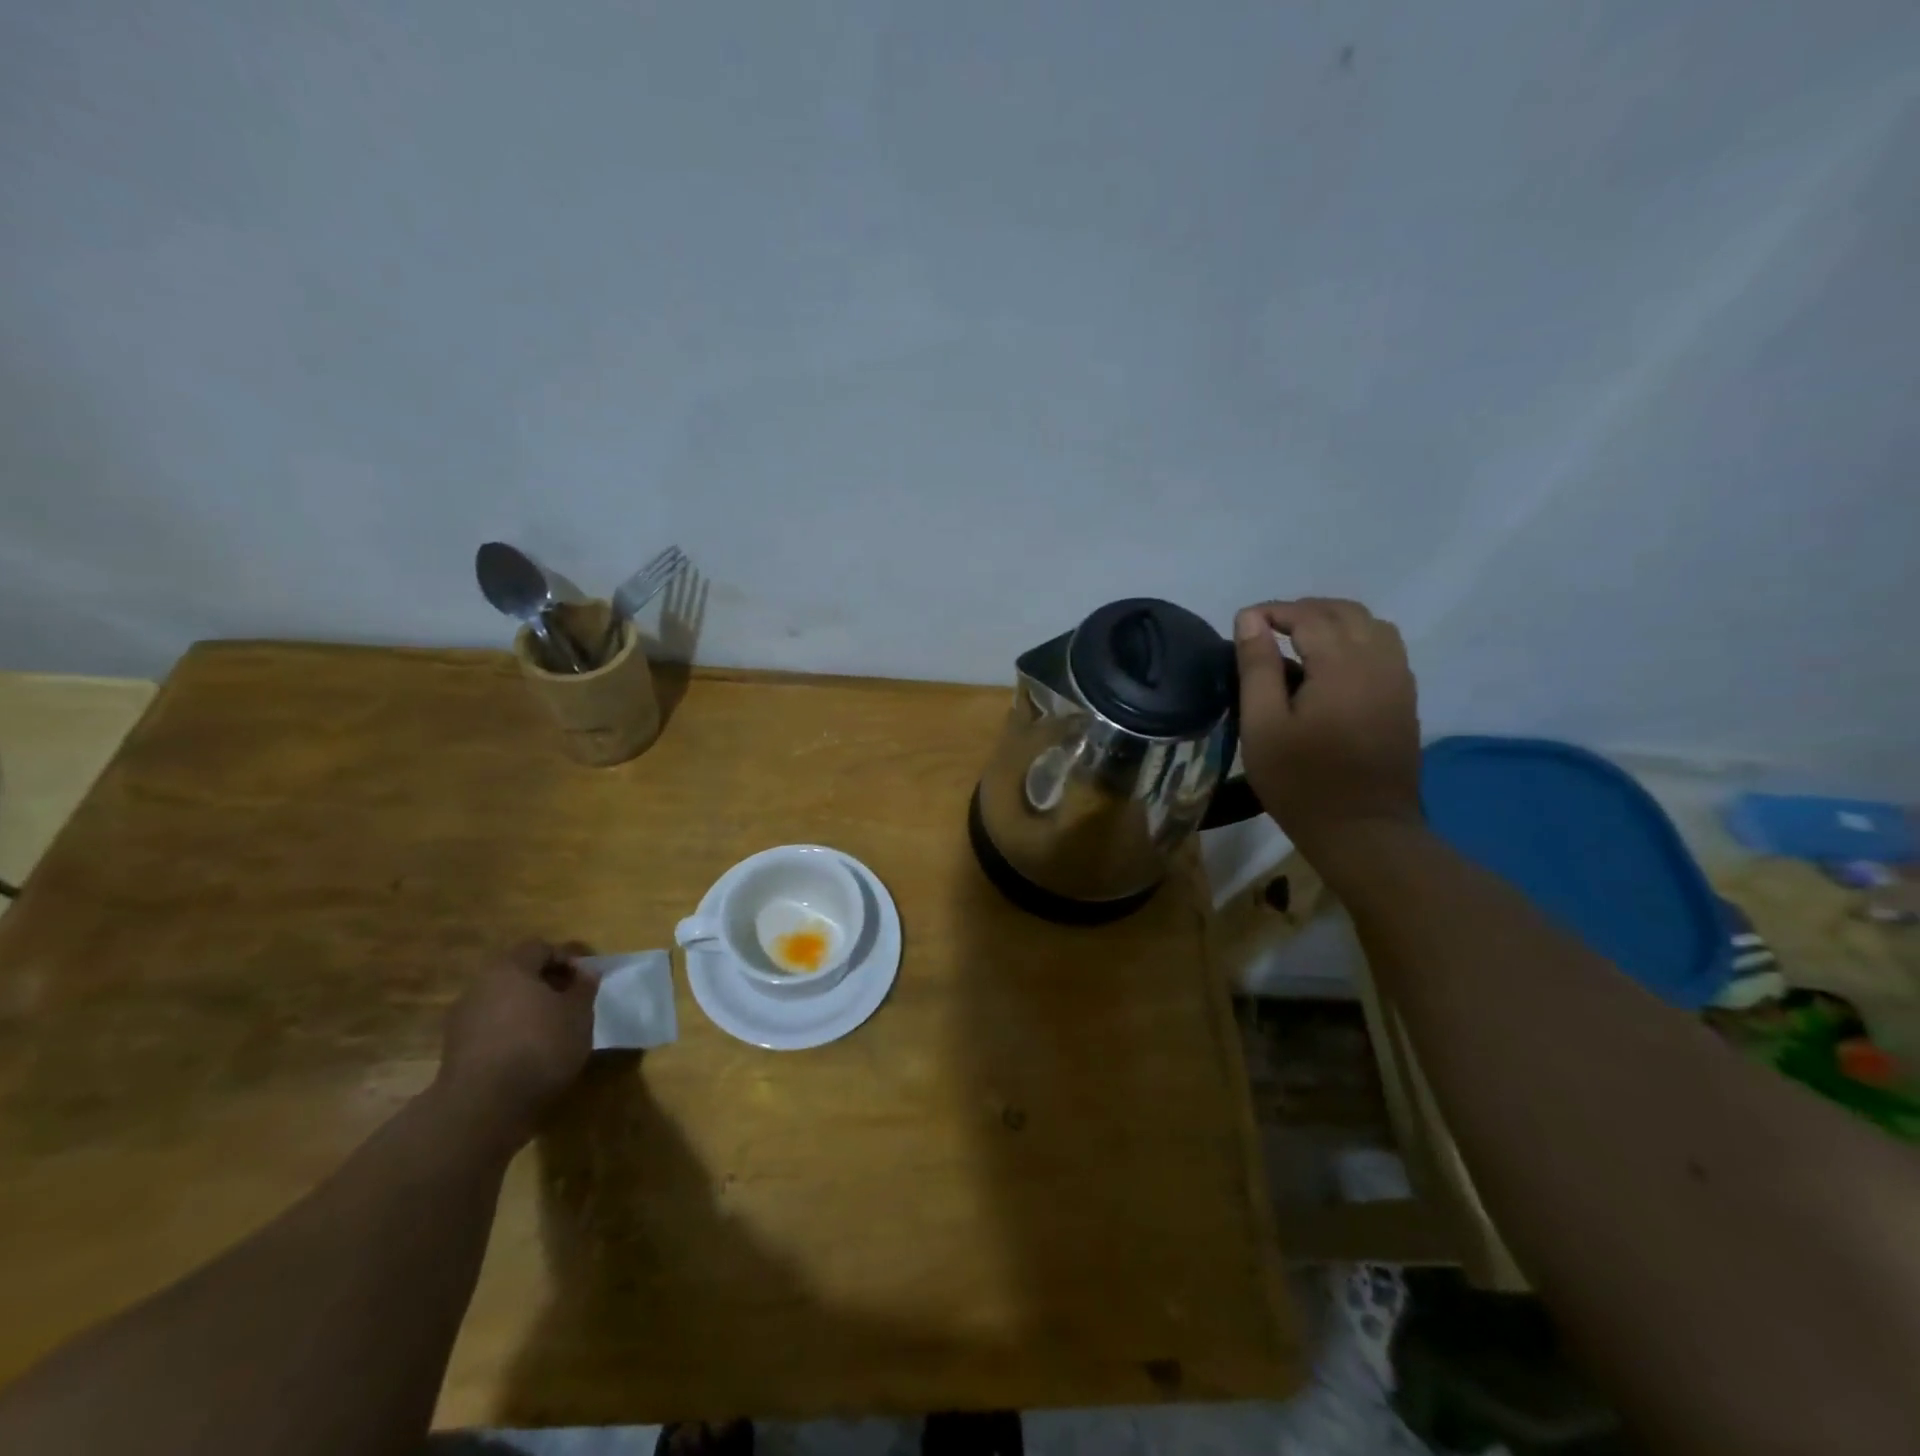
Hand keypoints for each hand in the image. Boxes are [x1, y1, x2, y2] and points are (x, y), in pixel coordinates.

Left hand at [436, 939, 595, 1146]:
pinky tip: (530, 1052)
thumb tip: (585, 972)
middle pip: (518, 973)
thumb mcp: (579, 1014)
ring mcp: (462, 1019)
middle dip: (546, 983)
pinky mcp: (455, 1050)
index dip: (567, 958)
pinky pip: (491, 1028)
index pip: (540, 948)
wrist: (483, 1107)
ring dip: (528, 1009)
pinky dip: (511, 1032)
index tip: (586, 980)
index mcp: (509, 968)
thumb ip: (584, 987)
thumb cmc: (540, 1047)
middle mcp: (480, 986)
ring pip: (503, 1001)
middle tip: (571, 1002)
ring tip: (553, 1029)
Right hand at [1234, 598, 1421, 855]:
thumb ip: (1257, 667)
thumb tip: (1250, 619)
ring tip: (1299, 642)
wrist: (1364, 831)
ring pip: (1372, 626)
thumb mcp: (1263, 726)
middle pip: (1345, 612)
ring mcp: (1399, 681)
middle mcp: (1379, 662)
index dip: (1273, 611)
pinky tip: (1330, 667)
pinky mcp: (1405, 701)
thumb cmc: (1301, 781)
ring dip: (1334, 622)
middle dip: (1304, 611)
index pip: (1308, 616)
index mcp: (1342, 665)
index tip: (1243, 622)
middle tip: (1267, 629)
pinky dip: (1356, 641)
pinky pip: (1385, 650)